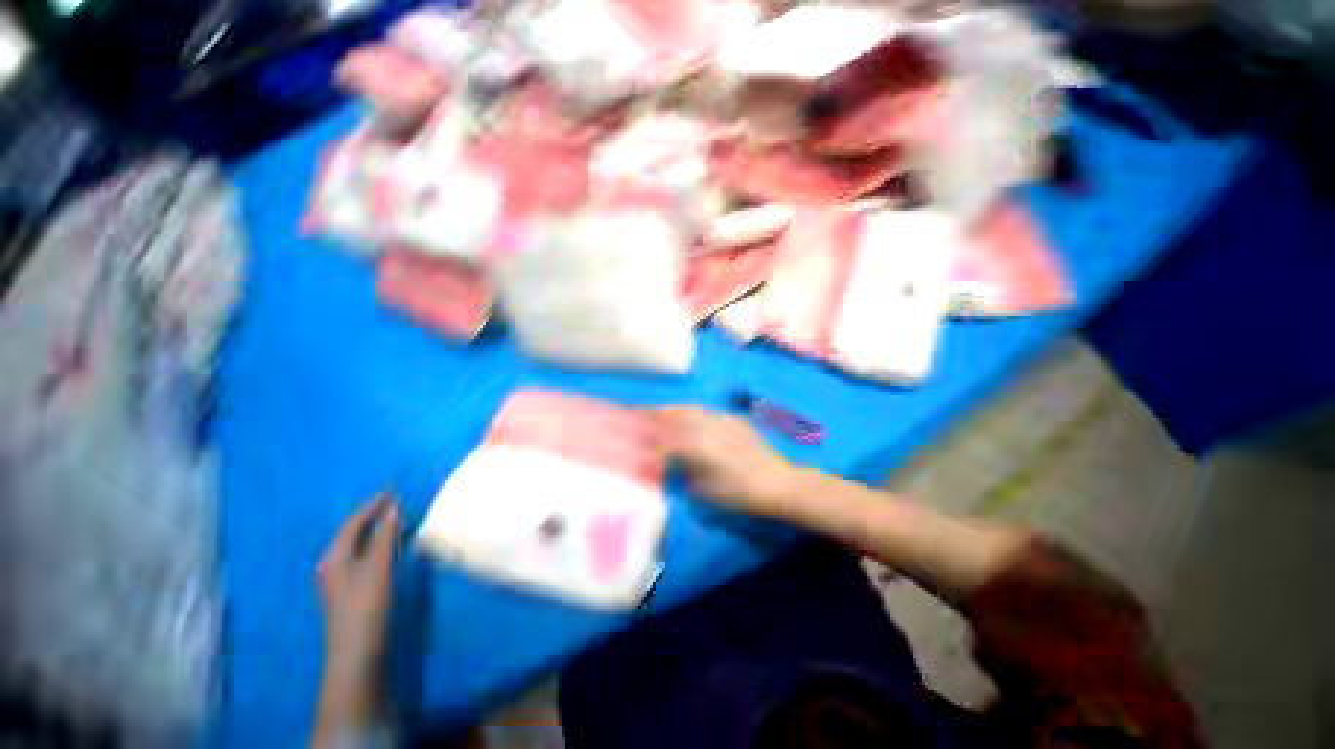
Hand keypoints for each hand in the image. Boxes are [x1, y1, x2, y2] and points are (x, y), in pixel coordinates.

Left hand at [318, 495, 399, 686]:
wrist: (358, 652)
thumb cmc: (366, 606)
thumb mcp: (378, 568)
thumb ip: (385, 536)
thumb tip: (394, 507)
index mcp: (335, 556)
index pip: (354, 522)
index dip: (373, 505)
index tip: (393, 489)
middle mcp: (333, 564)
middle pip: (353, 532)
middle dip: (374, 515)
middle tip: (397, 502)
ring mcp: (341, 579)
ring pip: (359, 545)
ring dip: (377, 530)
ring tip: (398, 518)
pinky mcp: (351, 590)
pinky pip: (364, 556)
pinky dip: (378, 545)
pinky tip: (391, 546)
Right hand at [651, 406, 800, 516]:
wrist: (776, 482)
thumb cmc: (738, 493)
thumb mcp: (703, 490)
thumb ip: (682, 473)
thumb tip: (668, 465)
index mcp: (694, 444)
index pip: (663, 438)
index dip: (646, 438)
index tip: (632, 437)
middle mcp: (705, 426)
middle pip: (674, 414)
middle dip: (655, 413)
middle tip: (639, 413)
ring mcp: (721, 419)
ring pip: (691, 409)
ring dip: (673, 409)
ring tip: (662, 412)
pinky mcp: (734, 419)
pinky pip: (708, 412)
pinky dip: (694, 412)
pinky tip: (691, 417)